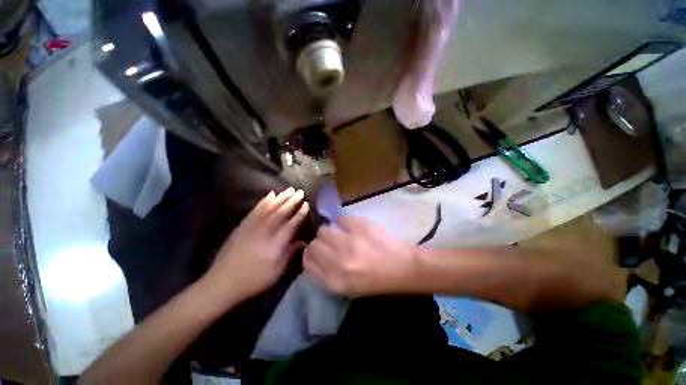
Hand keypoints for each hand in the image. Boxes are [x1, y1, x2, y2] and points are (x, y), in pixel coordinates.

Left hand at [206, 188, 309, 300]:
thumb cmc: (254, 279)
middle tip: (300, 192)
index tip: (306, 204)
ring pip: (269, 208)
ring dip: (280, 197)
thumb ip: (291, 254)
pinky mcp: (243, 225)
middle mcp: (265, 231)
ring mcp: (252, 226)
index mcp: (276, 243)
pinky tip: (270, 195)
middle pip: (281, 212)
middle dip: (292, 201)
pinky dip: (264, 201)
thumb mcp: (277, 271)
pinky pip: (255, 210)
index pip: (291, 224)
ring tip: (289, 189)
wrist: (223, 282)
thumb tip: (304, 242)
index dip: (300, 214)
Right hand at [303, 217, 418, 296]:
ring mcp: (349, 242)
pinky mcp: (359, 227)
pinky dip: (342, 222)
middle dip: (320, 243)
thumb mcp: (346, 287)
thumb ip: (325, 273)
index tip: (317, 251)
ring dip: (330, 231)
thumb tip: (313, 254)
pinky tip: (350, 227)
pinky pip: (340, 219)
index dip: (310, 254)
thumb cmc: (375, 281)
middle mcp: (338, 262)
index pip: (307, 261)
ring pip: (324, 230)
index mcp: (334, 281)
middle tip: (331, 243)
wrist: (402, 268)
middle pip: (314, 244)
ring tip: (340, 234)